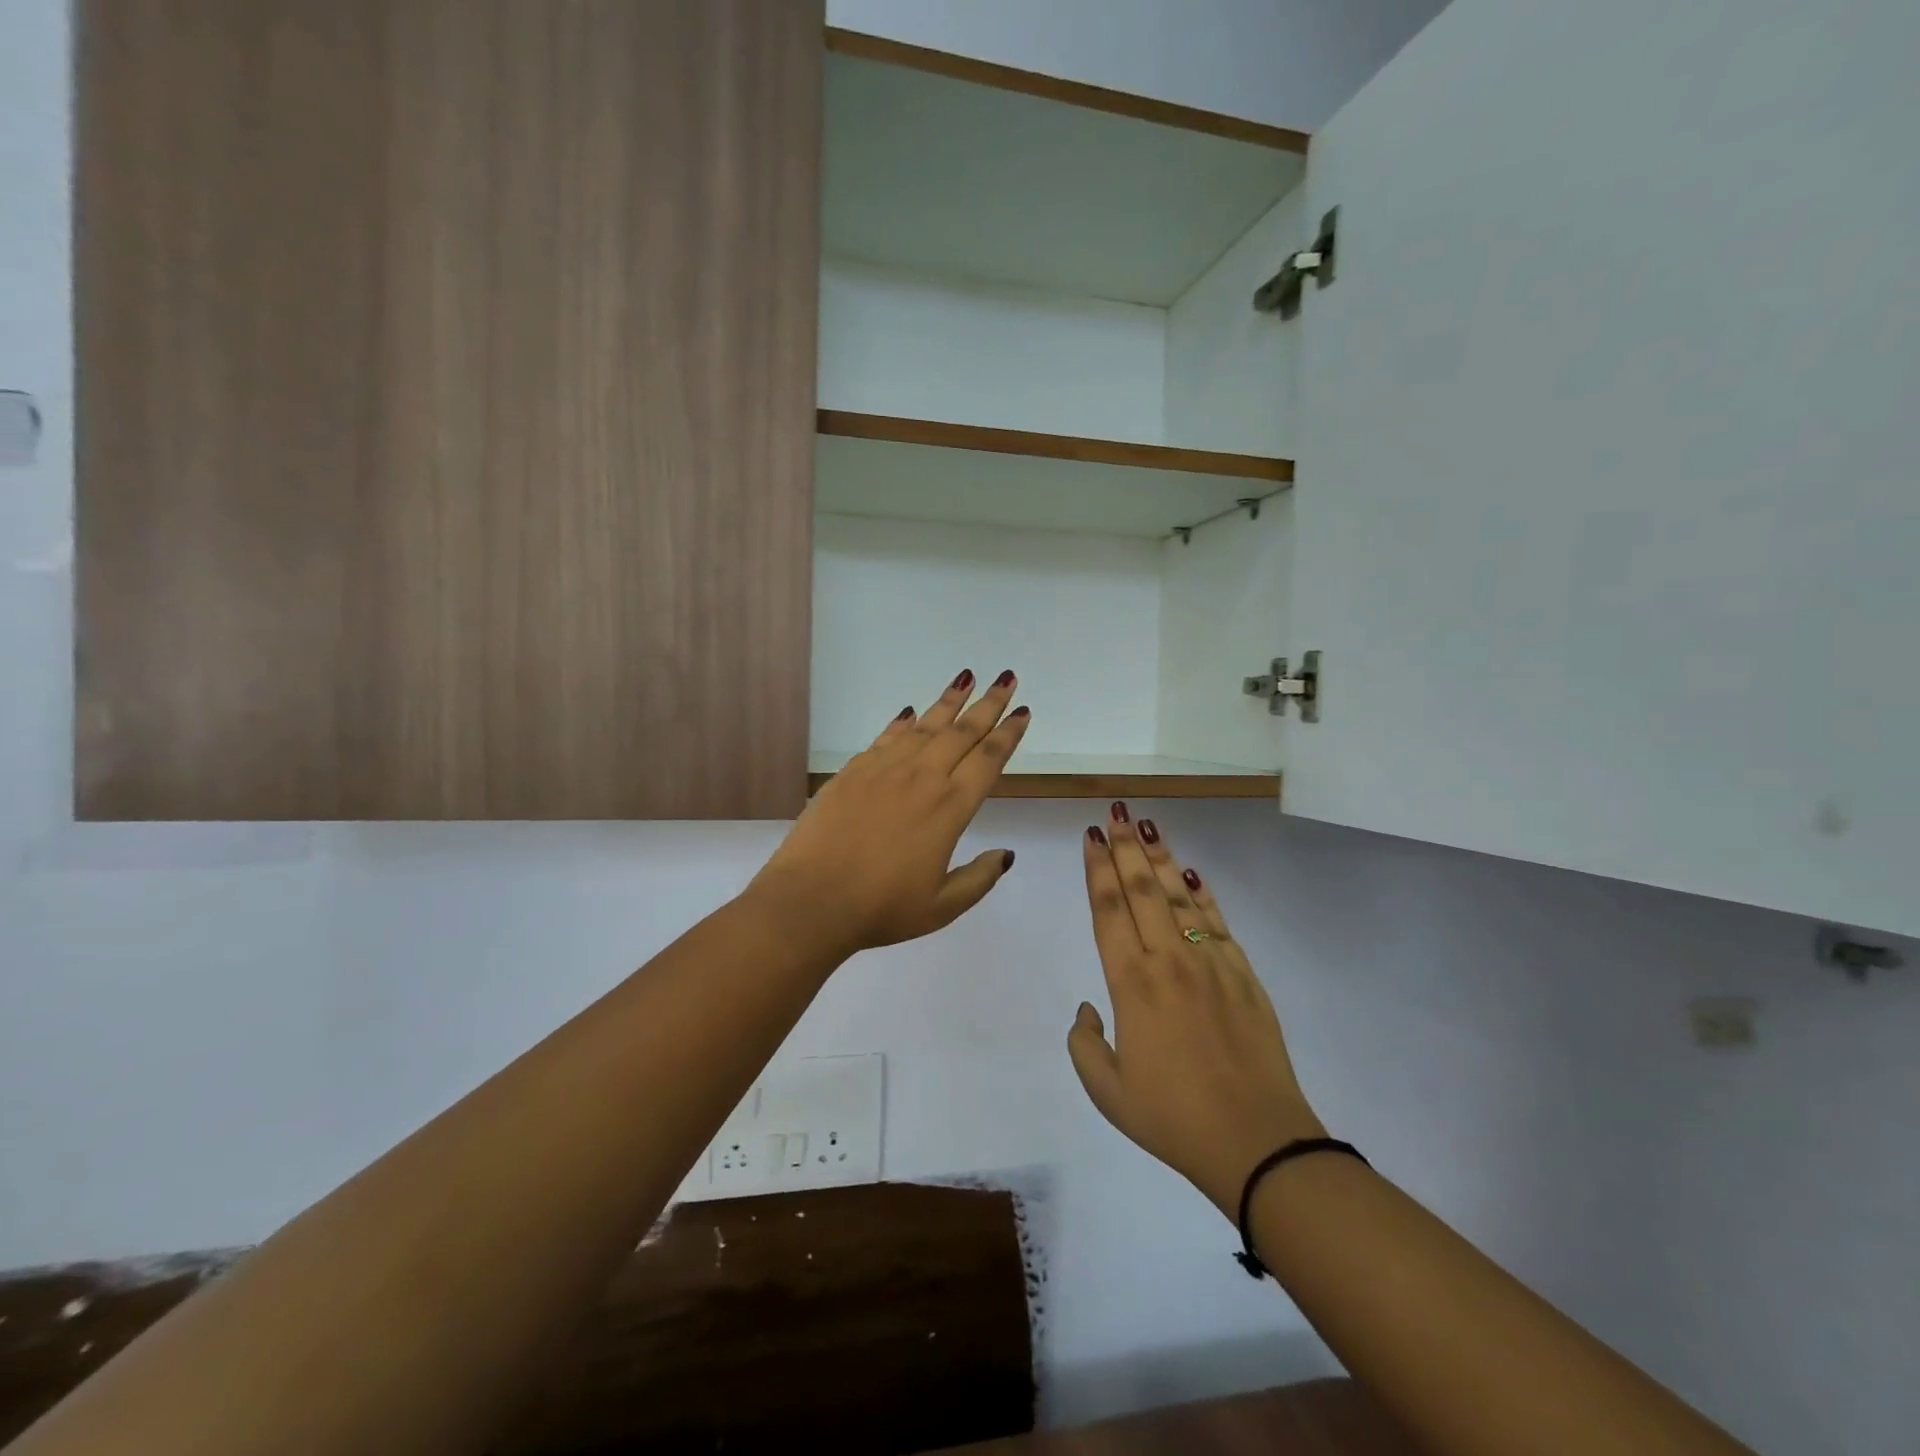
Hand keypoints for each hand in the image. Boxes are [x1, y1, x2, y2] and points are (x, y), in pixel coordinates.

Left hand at [747, 670, 1029, 957]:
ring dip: (949, 701)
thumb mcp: (942, 907)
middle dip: (988, 703)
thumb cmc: (881, 909)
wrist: (811, 900)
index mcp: (950, 808)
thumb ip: (979, 878)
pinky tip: (911, 713)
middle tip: (1006, 678)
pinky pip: (886, 737)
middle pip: (962, 732)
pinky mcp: (853, 772)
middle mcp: (922, 778)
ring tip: (966, 678)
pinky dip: (903, 722)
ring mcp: (884, 770)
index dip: (1008, 734)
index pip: (988, 760)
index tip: (1022, 711)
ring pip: (925, 726)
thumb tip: (1005, 854)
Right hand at [1068, 804, 1324, 1216]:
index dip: (1097, 869)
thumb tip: (1090, 1008)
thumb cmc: (1172, 1118)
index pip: (1108, 910)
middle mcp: (1168, 960)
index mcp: (1131, 984)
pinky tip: (1192, 872)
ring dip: (1160, 858)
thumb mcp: (1107, 1091)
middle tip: (1116, 811)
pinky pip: (1217, 922)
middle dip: (1125, 847)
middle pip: (1142, 890)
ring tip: (1148, 825)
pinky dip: (1203, 893)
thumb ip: (1085, 1043)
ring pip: (1180, 896)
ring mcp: (1210, 963)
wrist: (1257, 1142)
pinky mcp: (1243, 975)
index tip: (1092, 837)